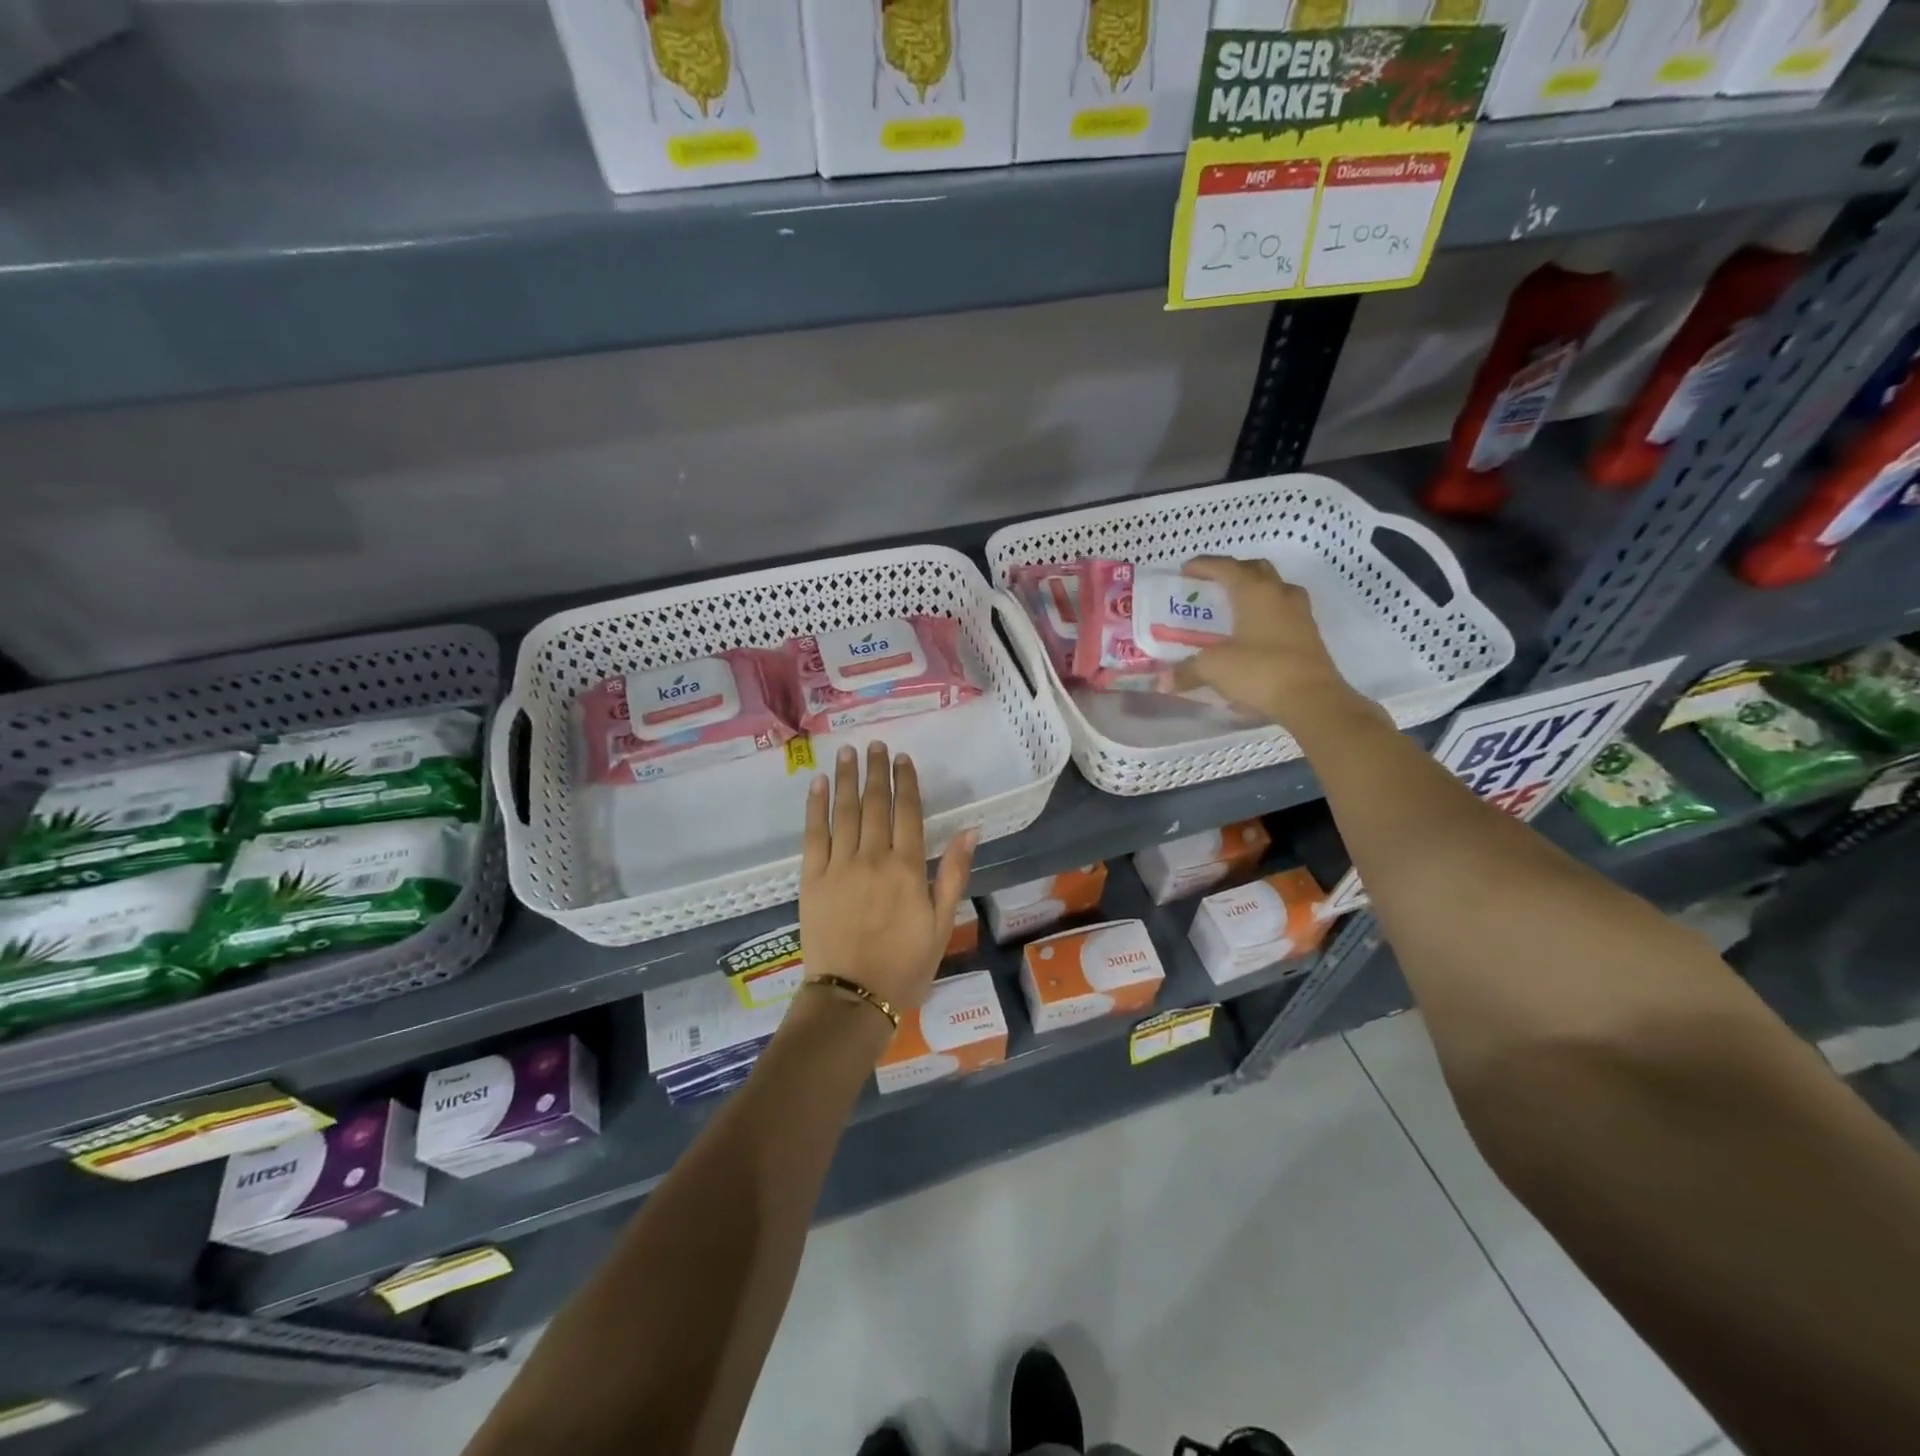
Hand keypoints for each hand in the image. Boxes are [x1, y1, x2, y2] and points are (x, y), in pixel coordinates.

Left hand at [799, 742, 975, 1018]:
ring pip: (845, 812)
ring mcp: (839, 866)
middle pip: (875, 804)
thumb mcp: (941, 923)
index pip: (907, 812)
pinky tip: (818, 784)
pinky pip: (813, 834)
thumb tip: (971, 828)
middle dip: (875, 771)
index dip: (905, 782)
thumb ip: (953, 873)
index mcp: (907, 868)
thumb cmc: (905, 965)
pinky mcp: (811, 879)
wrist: (852, 998)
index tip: (902, 759)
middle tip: (874, 745)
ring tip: (847, 752)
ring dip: (847, 779)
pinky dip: (816, 807)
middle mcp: (873, 857)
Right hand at [1169, 556, 1361, 727]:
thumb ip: (1187, 671)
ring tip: (1235, 608)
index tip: (1185, 571)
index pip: (1225, 566)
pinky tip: (1253, 634)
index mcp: (1254, 591)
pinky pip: (1285, 612)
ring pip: (1275, 589)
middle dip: (1234, 572)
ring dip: (1255, 591)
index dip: (1203, 565)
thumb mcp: (1214, 668)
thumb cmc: (1259, 670)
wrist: (1312, 699)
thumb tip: (1163, 681)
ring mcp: (1299, 614)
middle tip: (1213, 585)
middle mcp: (1280, 594)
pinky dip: (1267, 614)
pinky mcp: (1309, 635)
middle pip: (1256, 569)